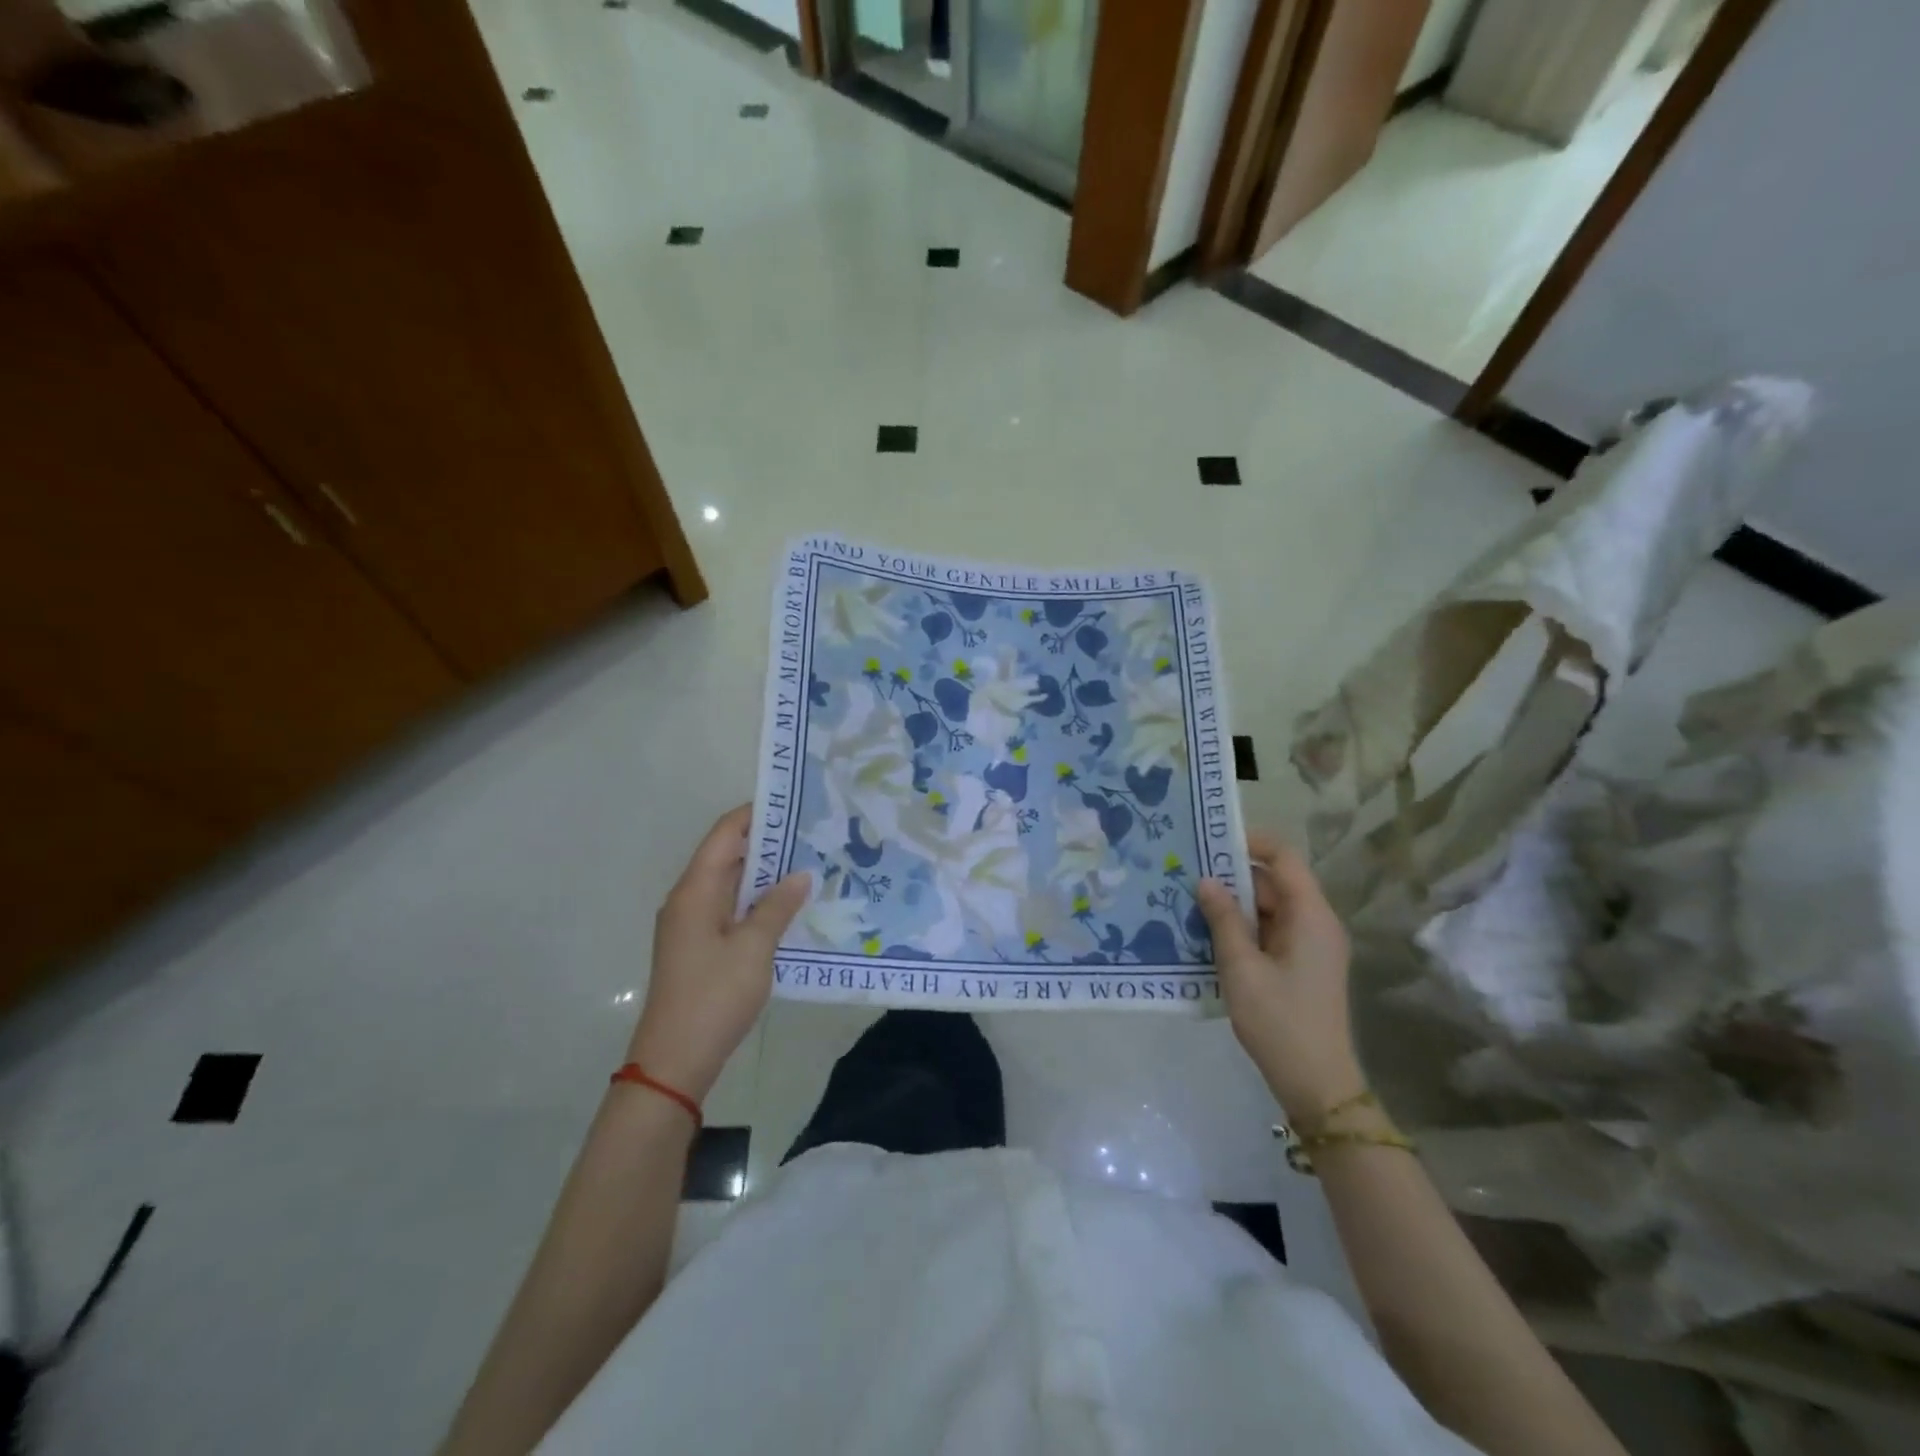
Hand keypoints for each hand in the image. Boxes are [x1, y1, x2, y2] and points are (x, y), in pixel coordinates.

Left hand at [627, 805, 809, 1102]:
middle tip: (814, 834)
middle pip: (728, 856)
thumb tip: (801, 874)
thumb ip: (778, 906)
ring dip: (766, 874)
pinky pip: (732, 909)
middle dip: (769, 843)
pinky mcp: (700, 947)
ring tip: (811, 864)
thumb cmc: (714, 996)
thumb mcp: (754, 948)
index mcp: (695, 890)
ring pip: (732, 884)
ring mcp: (693, 925)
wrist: (674, 1060)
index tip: (794, 804)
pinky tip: (790, 906)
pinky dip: (758, 901)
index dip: (756, 814)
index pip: (725, 833)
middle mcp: (689, 899)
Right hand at [1195, 832, 1362, 1123]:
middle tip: (1186, 873)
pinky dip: (1241, 928)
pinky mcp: (1300, 966)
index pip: (1284, 858)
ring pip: (1268, 909)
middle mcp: (1315, 923)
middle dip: (1231, 876)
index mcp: (1311, 916)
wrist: (1317, 1085)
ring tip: (1187, 901)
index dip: (1251, 842)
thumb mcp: (1242, 968)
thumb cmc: (1280, 1022)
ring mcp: (1309, 946)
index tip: (1210, 839)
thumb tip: (1205, 881)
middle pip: (1273, 883)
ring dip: (1232, 905)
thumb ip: (1223, 920)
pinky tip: (1206, 934)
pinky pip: (1268, 932)